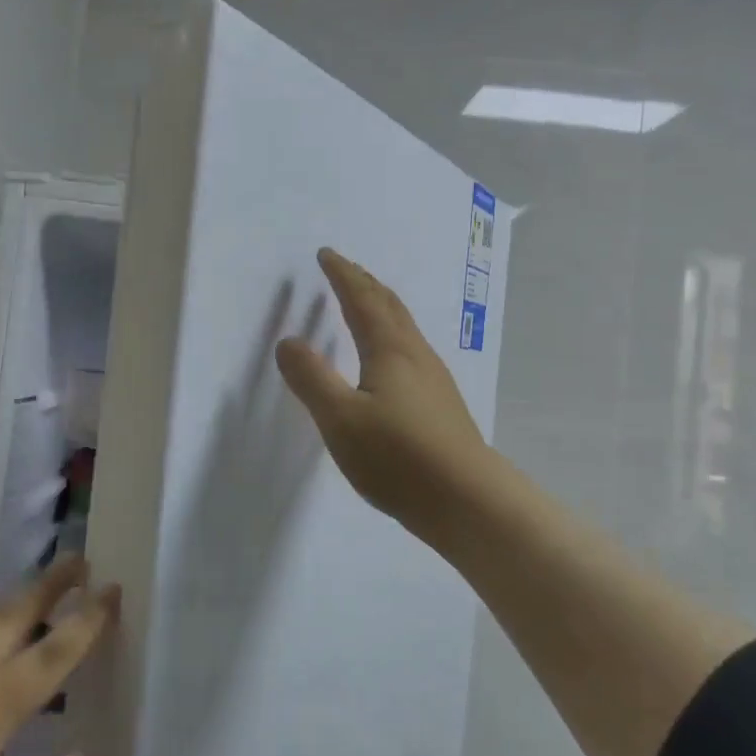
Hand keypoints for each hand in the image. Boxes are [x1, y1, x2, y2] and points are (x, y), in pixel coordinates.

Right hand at [275, 248, 500, 546]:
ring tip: (365, 303)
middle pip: (389, 305)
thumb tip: (288, 341)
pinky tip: (391, 357)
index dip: (343, 275)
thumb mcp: (341, 419)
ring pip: (404, 327)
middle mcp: (415, 354)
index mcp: (390, 350)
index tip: (326, 255)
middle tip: (344, 268)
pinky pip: (410, 348)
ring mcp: (433, 378)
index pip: (362, 300)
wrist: (466, 500)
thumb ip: (311, 379)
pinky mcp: (440, 403)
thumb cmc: (398, 457)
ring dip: (381, 305)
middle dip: (364, 282)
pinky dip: (391, 332)